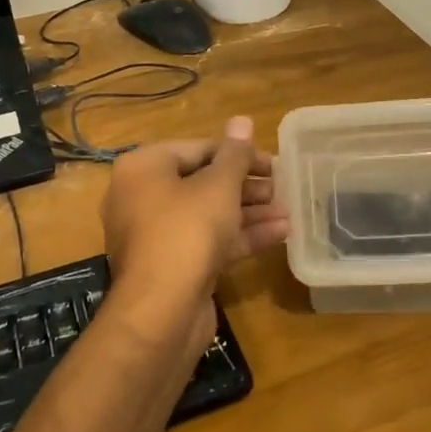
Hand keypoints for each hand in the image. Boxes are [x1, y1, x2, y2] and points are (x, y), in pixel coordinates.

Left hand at [102, 116, 288, 349]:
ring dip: (249, 212)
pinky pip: (206, 241)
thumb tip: (242, 119)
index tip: (273, 163)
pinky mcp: (170, 265)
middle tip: (282, 188)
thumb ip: (235, 154)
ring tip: (288, 211)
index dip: (238, 153)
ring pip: (207, 214)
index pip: (197, 149)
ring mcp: (154, 234)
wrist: (161, 312)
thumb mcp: (218, 186)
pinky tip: (280, 234)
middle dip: (245, 185)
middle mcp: (141, 197)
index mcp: (143, 168)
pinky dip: (239, 236)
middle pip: (201, 181)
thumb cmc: (187, 231)